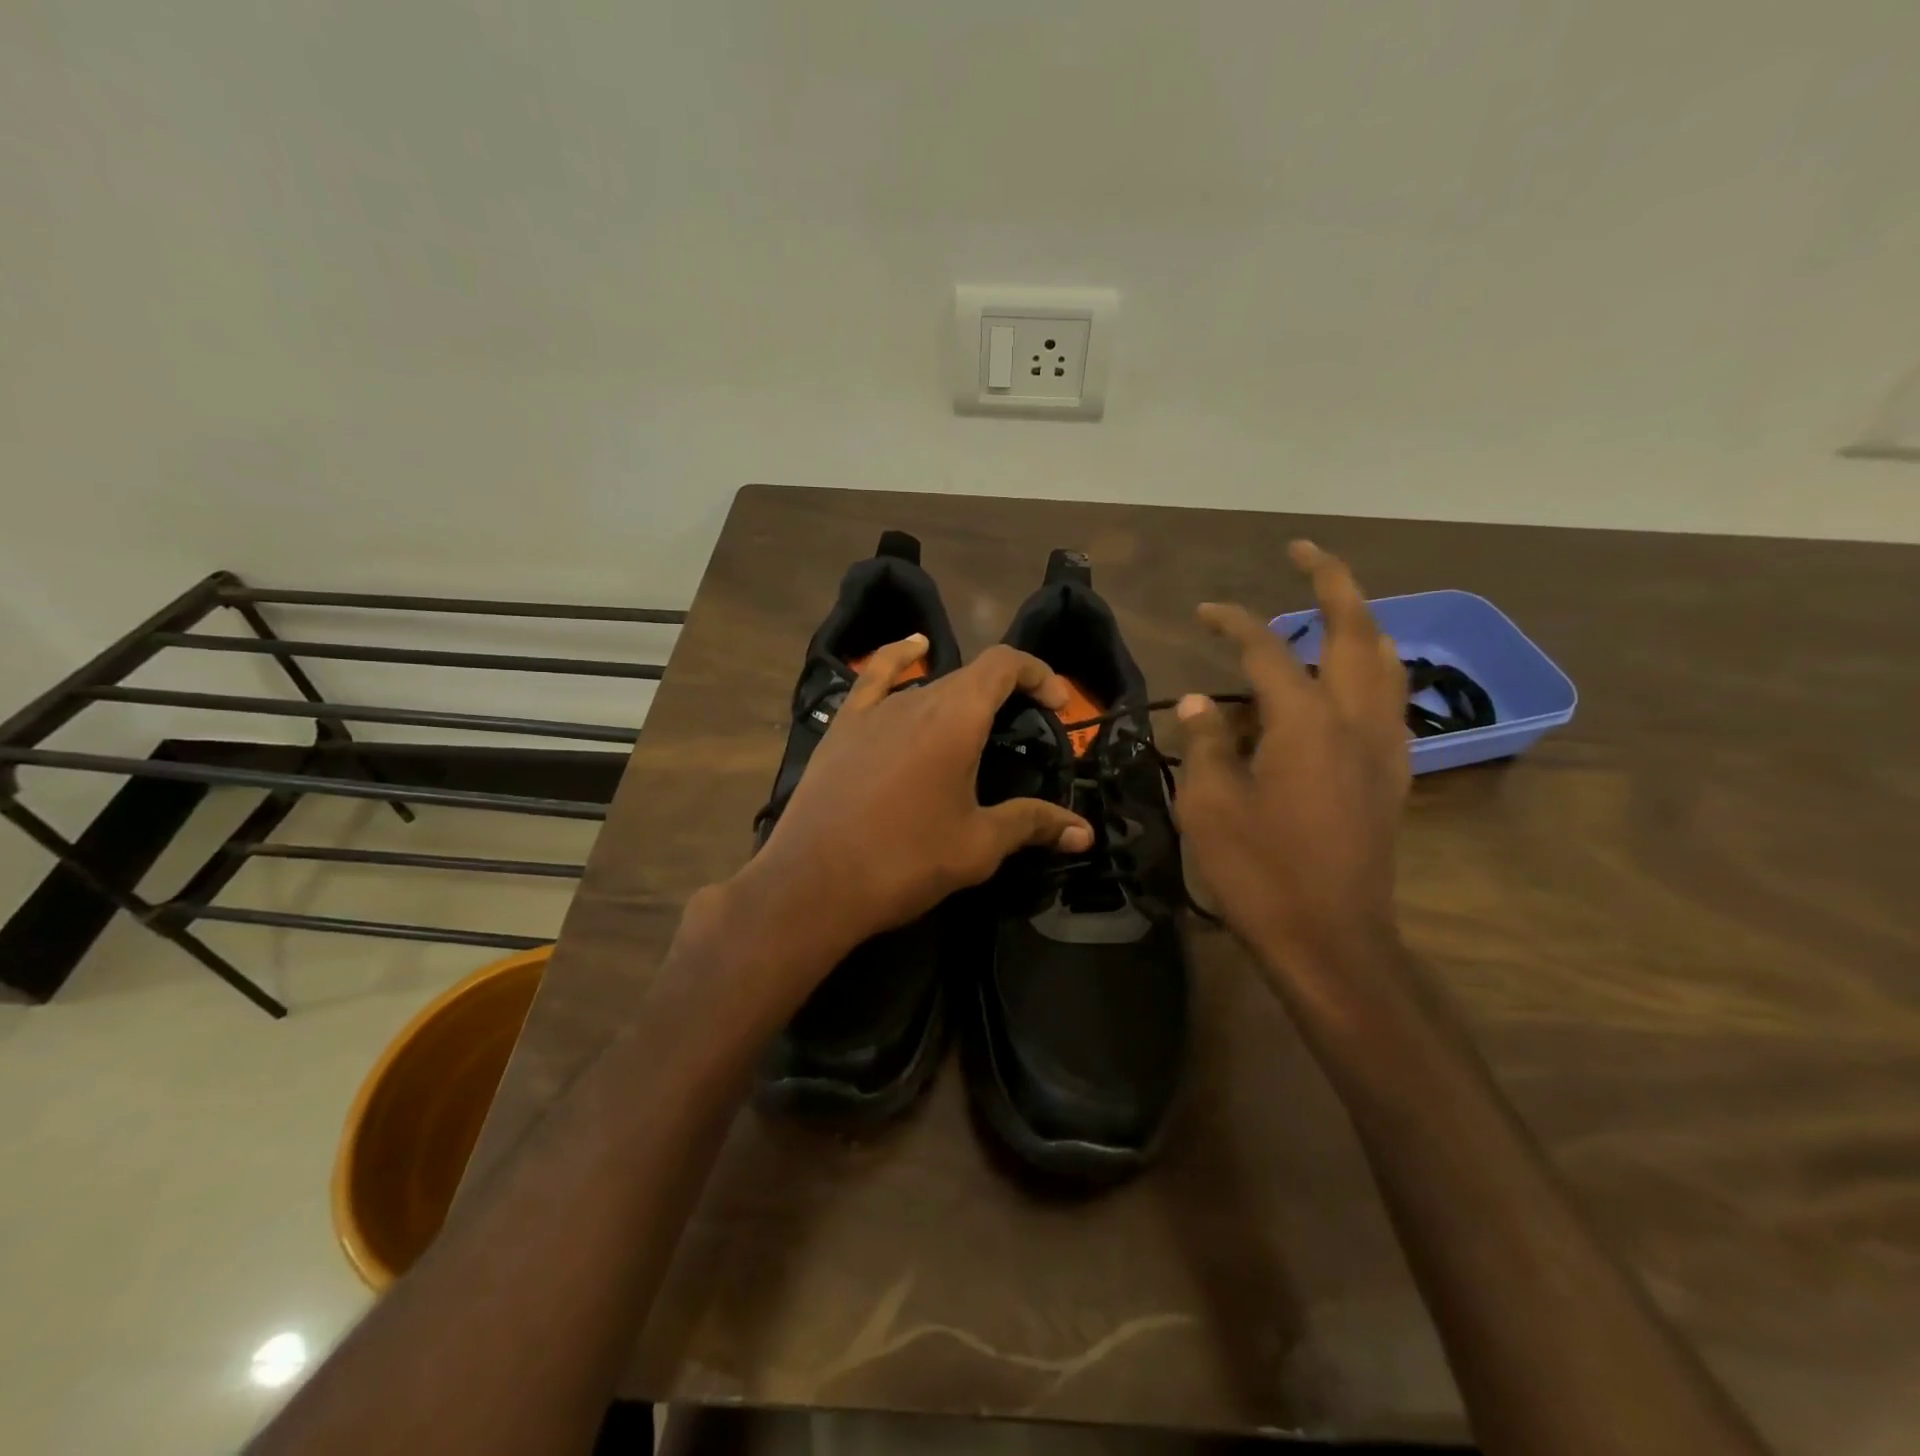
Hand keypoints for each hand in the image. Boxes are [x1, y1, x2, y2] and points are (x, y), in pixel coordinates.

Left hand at [734, 638, 1093, 965]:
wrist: (813, 884)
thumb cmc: (905, 861)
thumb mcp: (978, 845)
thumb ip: (1033, 825)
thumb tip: (1085, 834)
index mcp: (955, 717)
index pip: (1004, 665)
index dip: (1038, 674)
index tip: (1058, 705)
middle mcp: (915, 699)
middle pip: (970, 677)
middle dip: (1007, 693)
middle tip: (1025, 730)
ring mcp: (873, 710)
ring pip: (929, 685)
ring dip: (961, 697)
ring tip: (979, 725)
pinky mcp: (843, 726)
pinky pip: (874, 678)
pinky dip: (899, 659)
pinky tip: (913, 649)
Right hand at [1175, 541, 1409, 977]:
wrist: (1331, 940)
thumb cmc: (1260, 873)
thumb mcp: (1209, 805)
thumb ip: (1205, 743)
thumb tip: (1199, 703)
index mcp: (1306, 722)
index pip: (1267, 649)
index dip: (1234, 622)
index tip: (1204, 612)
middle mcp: (1356, 720)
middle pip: (1356, 630)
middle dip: (1332, 581)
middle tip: (1304, 553)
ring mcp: (1384, 747)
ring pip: (1386, 661)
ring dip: (1360, 621)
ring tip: (1331, 607)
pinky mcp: (1391, 776)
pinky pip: (1389, 700)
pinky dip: (1370, 669)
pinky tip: (1346, 680)